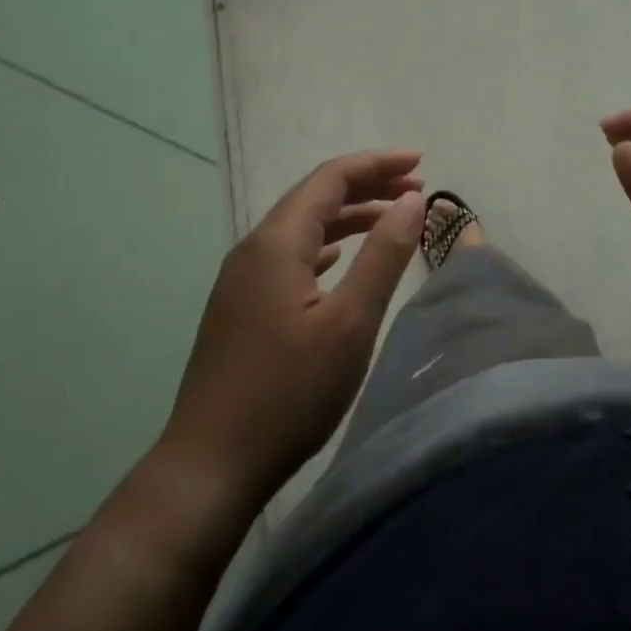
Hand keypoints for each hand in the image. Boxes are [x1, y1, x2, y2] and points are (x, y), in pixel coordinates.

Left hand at [161, 151, 425, 513]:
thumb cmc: (288, 393)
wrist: (209, 467)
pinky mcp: (241, 307)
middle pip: (315, 196)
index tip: (421, 164)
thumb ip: (383, 255)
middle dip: (366, 185)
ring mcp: (242, 279)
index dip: (377, 164)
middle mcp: (253, 249)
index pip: (331, 178)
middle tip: (415, 188)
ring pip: (302, 227)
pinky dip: (326, 245)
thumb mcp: (350, 322)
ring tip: (391, 218)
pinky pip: (291, 255)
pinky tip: (340, 258)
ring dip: (348, 215)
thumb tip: (410, 200)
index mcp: (276, 243)